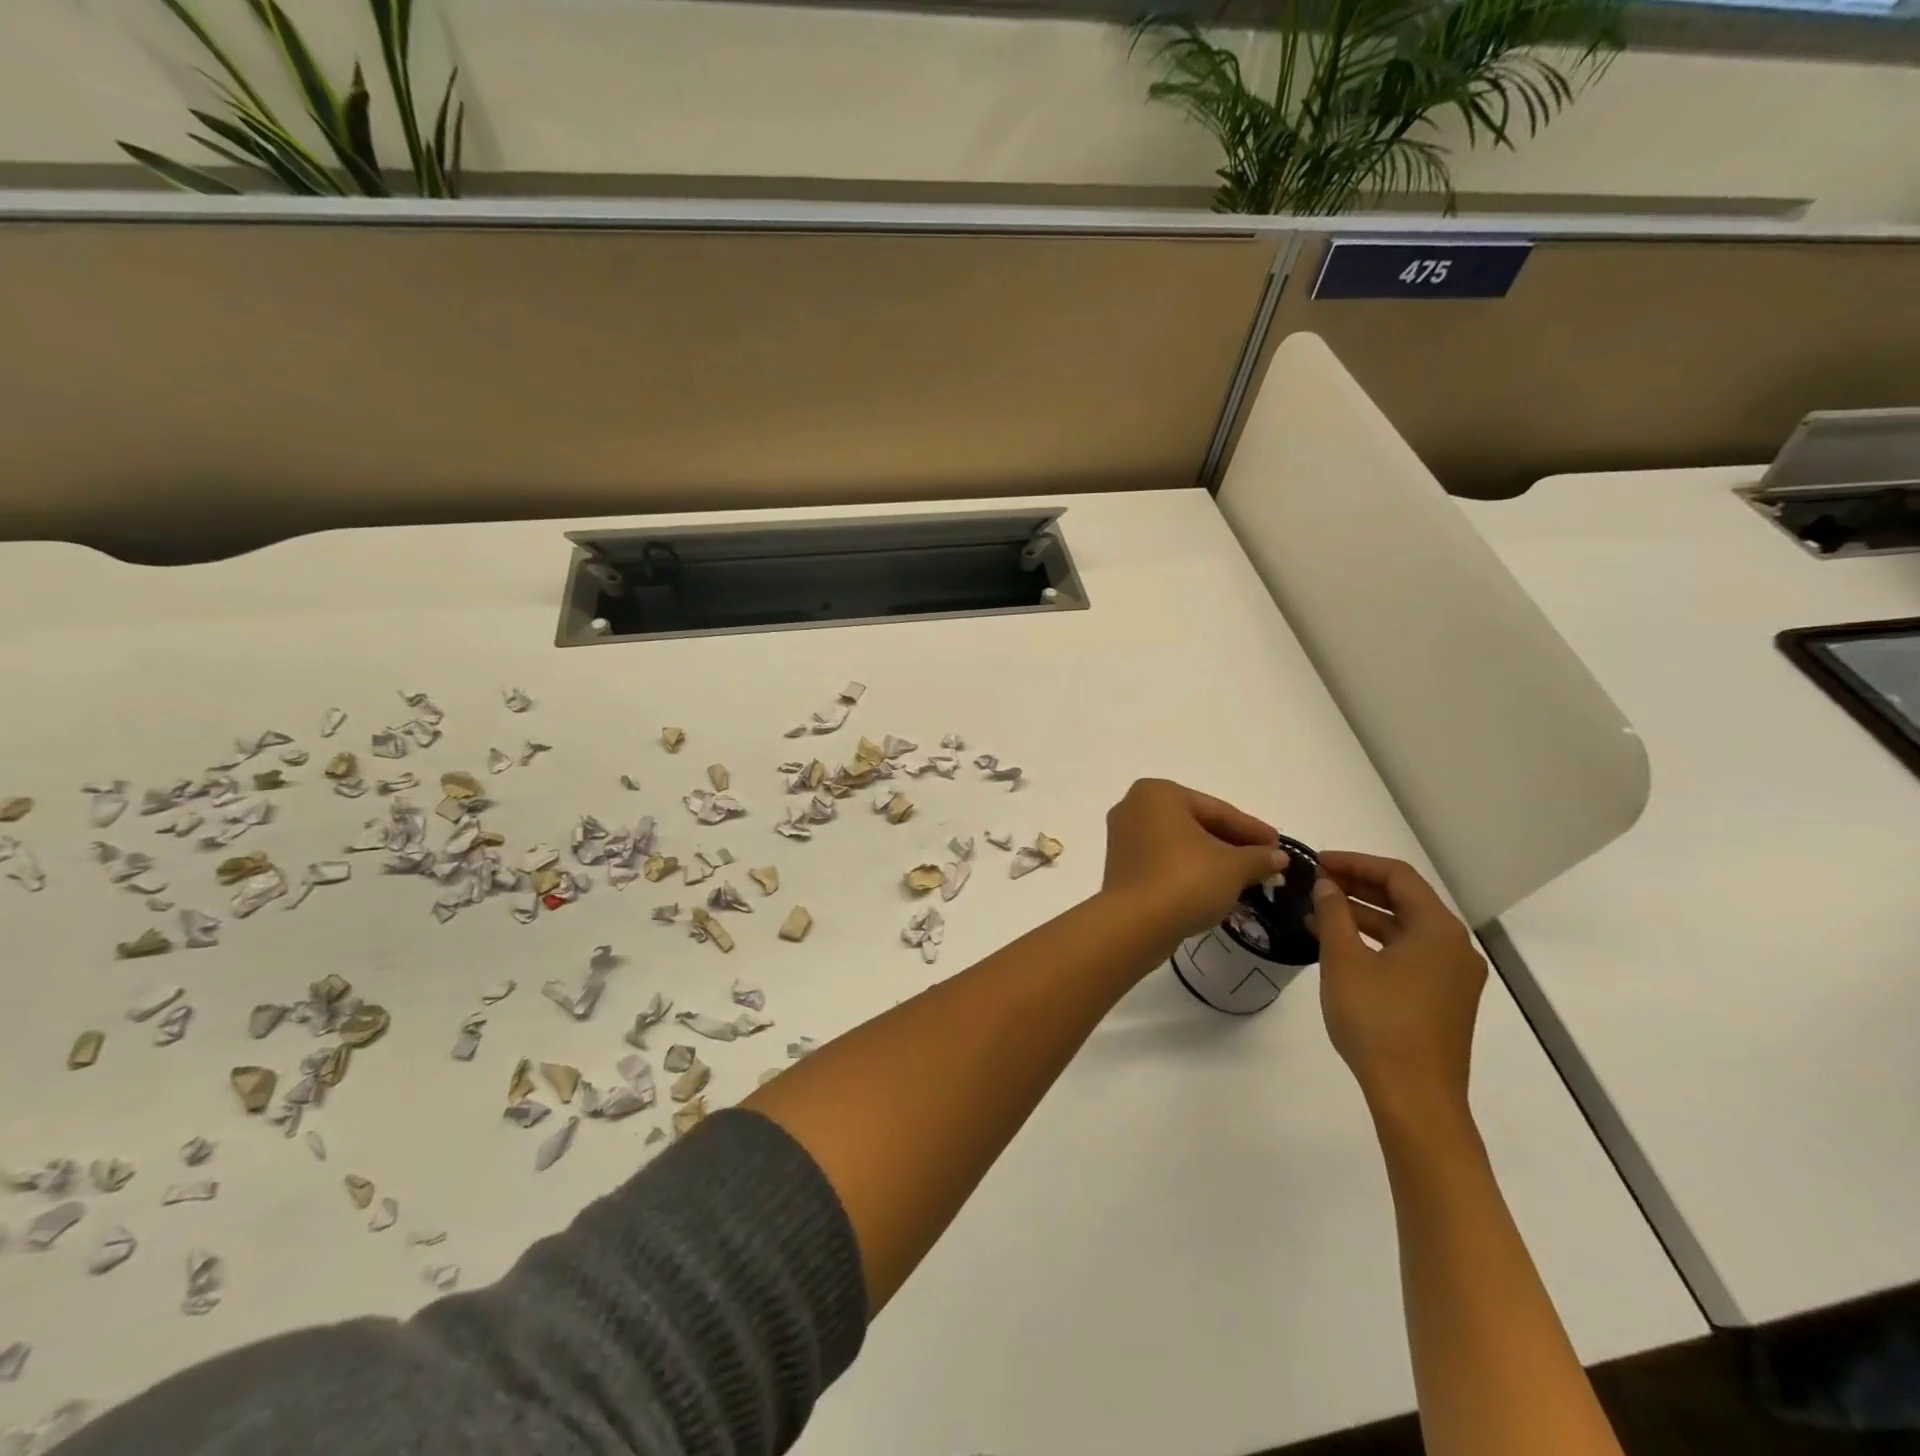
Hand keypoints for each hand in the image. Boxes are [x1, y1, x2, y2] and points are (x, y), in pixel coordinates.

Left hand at [1101, 779, 1289, 949]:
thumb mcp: (1234, 867)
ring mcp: (1123, 838)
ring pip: (1180, 845)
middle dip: (1233, 845)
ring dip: (1213, 860)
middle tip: (1266, 861)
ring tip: (1246, 877)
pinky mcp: (1120, 867)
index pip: (1217, 810)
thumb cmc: (1186, 880)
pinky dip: (1190, 871)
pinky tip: (1214, 888)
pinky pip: (1164, 861)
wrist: (1135, 924)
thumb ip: (1259, 857)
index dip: (1252, 830)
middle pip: (1197, 824)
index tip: (1279, 845)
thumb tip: (1277, 857)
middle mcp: (1134, 808)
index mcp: (1158, 793)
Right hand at [1312, 851, 1486, 1123]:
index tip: (1317, 862)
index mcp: (1438, 929)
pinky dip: (1376, 942)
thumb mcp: (1344, 960)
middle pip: (1405, 900)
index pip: (1397, 876)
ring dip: (1364, 915)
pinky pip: (1409, 954)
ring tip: (1319, 912)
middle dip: (1358, 886)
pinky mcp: (1444, 1000)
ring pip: (1406, 929)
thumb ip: (1334, 914)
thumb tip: (1328, 886)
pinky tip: (1342, 948)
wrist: (1415, 1097)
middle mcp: (1454, 947)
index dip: (1354, 863)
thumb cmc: (1378, 1020)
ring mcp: (1453, 976)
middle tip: (1316, 882)